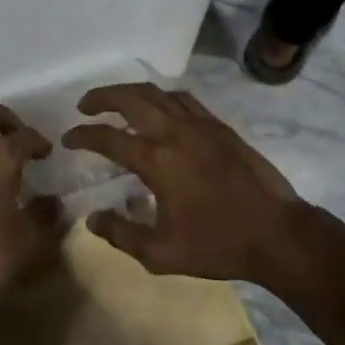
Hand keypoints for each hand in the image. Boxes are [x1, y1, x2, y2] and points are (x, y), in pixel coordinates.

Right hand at [62, 83, 314, 282]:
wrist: (277, 233)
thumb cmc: (217, 244)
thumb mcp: (162, 253)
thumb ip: (122, 234)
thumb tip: (92, 219)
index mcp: (155, 159)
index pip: (108, 138)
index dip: (83, 136)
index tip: (68, 139)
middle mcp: (173, 131)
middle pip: (129, 98)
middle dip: (102, 97)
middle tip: (85, 106)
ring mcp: (198, 124)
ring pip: (156, 92)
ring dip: (129, 92)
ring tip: (116, 101)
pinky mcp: (218, 126)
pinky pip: (182, 98)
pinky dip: (161, 96)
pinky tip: (159, 107)